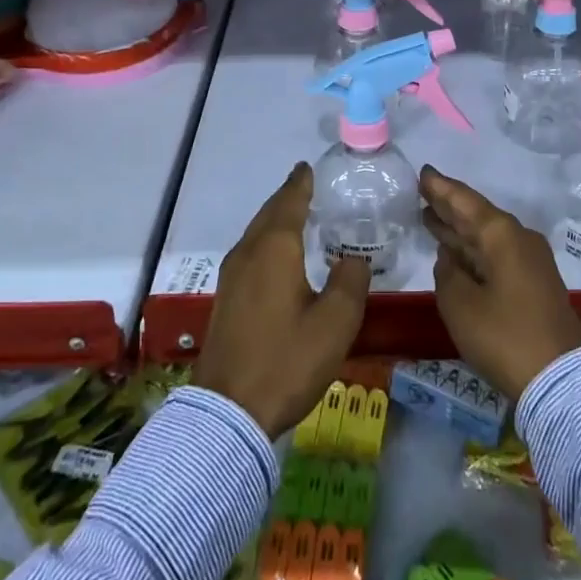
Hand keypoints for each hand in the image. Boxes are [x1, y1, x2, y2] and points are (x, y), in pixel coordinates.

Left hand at [193, 163, 370, 437]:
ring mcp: (232, 275)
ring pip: (256, 233)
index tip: (308, 167)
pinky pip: (250, 253)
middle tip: (307, 186)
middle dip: (287, 197)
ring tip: (297, 217)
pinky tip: (278, 258)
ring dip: (275, 220)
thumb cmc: (287, 360)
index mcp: (275, 248)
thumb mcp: (335, 323)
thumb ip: (351, 281)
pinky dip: (267, 242)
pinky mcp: (226, 298)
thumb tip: (354, 258)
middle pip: (269, 213)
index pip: (290, 201)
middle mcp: (249, 252)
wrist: (229, 413)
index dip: (301, 183)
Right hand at [421, 166, 580, 401]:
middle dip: (449, 207)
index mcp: (501, 234)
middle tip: (424, 193)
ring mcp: (530, 262)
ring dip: (460, 230)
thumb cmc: (505, 336)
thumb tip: (449, 260)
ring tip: (431, 218)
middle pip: (477, 216)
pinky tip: (455, 254)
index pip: (465, 201)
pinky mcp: (534, 284)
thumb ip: (447, 275)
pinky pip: (496, 255)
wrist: (562, 380)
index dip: (441, 188)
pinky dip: (473, 251)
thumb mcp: (461, 305)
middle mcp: (518, 238)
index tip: (424, 172)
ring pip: (487, 237)